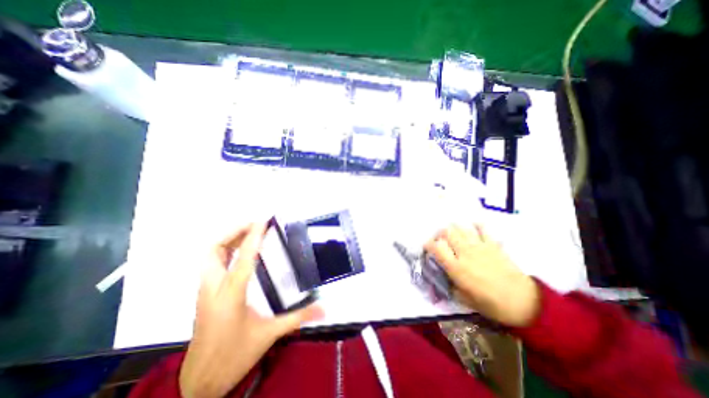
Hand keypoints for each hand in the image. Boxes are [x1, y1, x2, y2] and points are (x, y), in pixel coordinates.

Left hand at [179, 224, 322, 397]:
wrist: (199, 381)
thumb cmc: (234, 355)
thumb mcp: (269, 335)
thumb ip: (298, 318)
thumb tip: (324, 309)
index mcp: (231, 294)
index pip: (243, 258)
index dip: (253, 237)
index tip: (263, 221)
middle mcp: (214, 287)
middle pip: (214, 249)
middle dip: (234, 232)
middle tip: (255, 224)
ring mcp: (206, 290)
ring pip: (210, 255)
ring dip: (228, 239)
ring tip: (249, 232)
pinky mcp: (205, 293)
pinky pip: (212, 263)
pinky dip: (225, 250)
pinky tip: (240, 251)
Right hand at [427, 225, 536, 326]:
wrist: (523, 302)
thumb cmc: (491, 304)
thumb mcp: (464, 299)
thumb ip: (449, 285)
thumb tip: (442, 276)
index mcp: (456, 267)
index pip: (436, 247)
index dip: (428, 244)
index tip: (427, 247)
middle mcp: (464, 253)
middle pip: (447, 232)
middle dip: (440, 234)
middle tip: (440, 240)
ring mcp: (479, 246)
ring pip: (461, 228)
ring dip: (454, 229)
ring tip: (454, 234)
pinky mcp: (492, 244)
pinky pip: (482, 228)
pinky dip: (475, 226)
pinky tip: (472, 229)